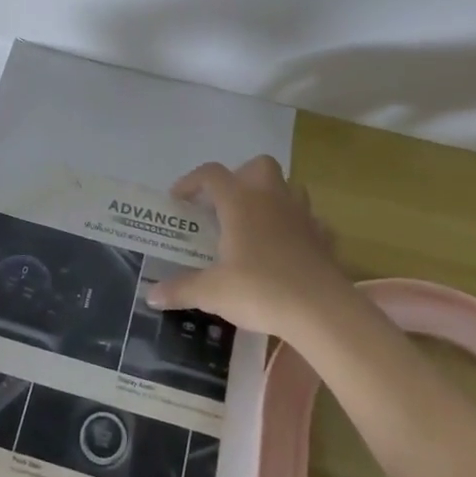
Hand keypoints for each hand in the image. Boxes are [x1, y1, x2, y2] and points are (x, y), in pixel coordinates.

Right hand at [146, 156, 357, 345]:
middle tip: (225, 205)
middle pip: (258, 166)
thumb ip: (181, 289)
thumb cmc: (260, 290)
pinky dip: (298, 228)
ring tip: (256, 225)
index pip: (211, 174)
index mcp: (240, 202)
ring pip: (289, 188)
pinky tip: (288, 249)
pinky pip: (311, 221)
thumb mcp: (212, 292)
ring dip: (272, 198)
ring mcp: (303, 216)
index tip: (179, 200)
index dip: (191, 182)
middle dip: (240, 177)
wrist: (322, 311)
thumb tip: (151, 296)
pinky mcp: (324, 238)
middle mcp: (272, 199)